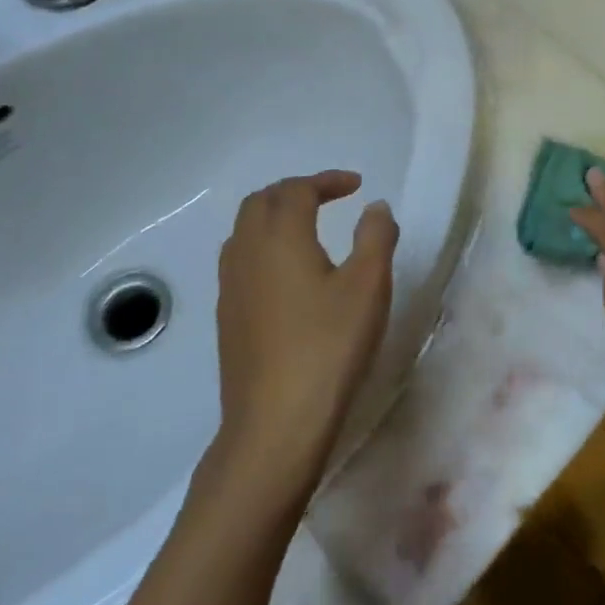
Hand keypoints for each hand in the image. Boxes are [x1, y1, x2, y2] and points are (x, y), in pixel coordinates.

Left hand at [215, 171, 398, 487]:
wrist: (275, 424)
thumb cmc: (328, 347)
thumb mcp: (369, 287)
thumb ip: (376, 237)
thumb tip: (375, 207)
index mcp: (281, 237)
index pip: (297, 190)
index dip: (327, 181)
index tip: (357, 186)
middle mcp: (247, 253)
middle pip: (261, 201)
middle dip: (296, 191)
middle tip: (330, 199)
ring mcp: (230, 287)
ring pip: (244, 230)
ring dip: (275, 216)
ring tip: (309, 229)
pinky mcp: (227, 317)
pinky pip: (240, 259)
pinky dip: (264, 245)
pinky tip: (288, 275)